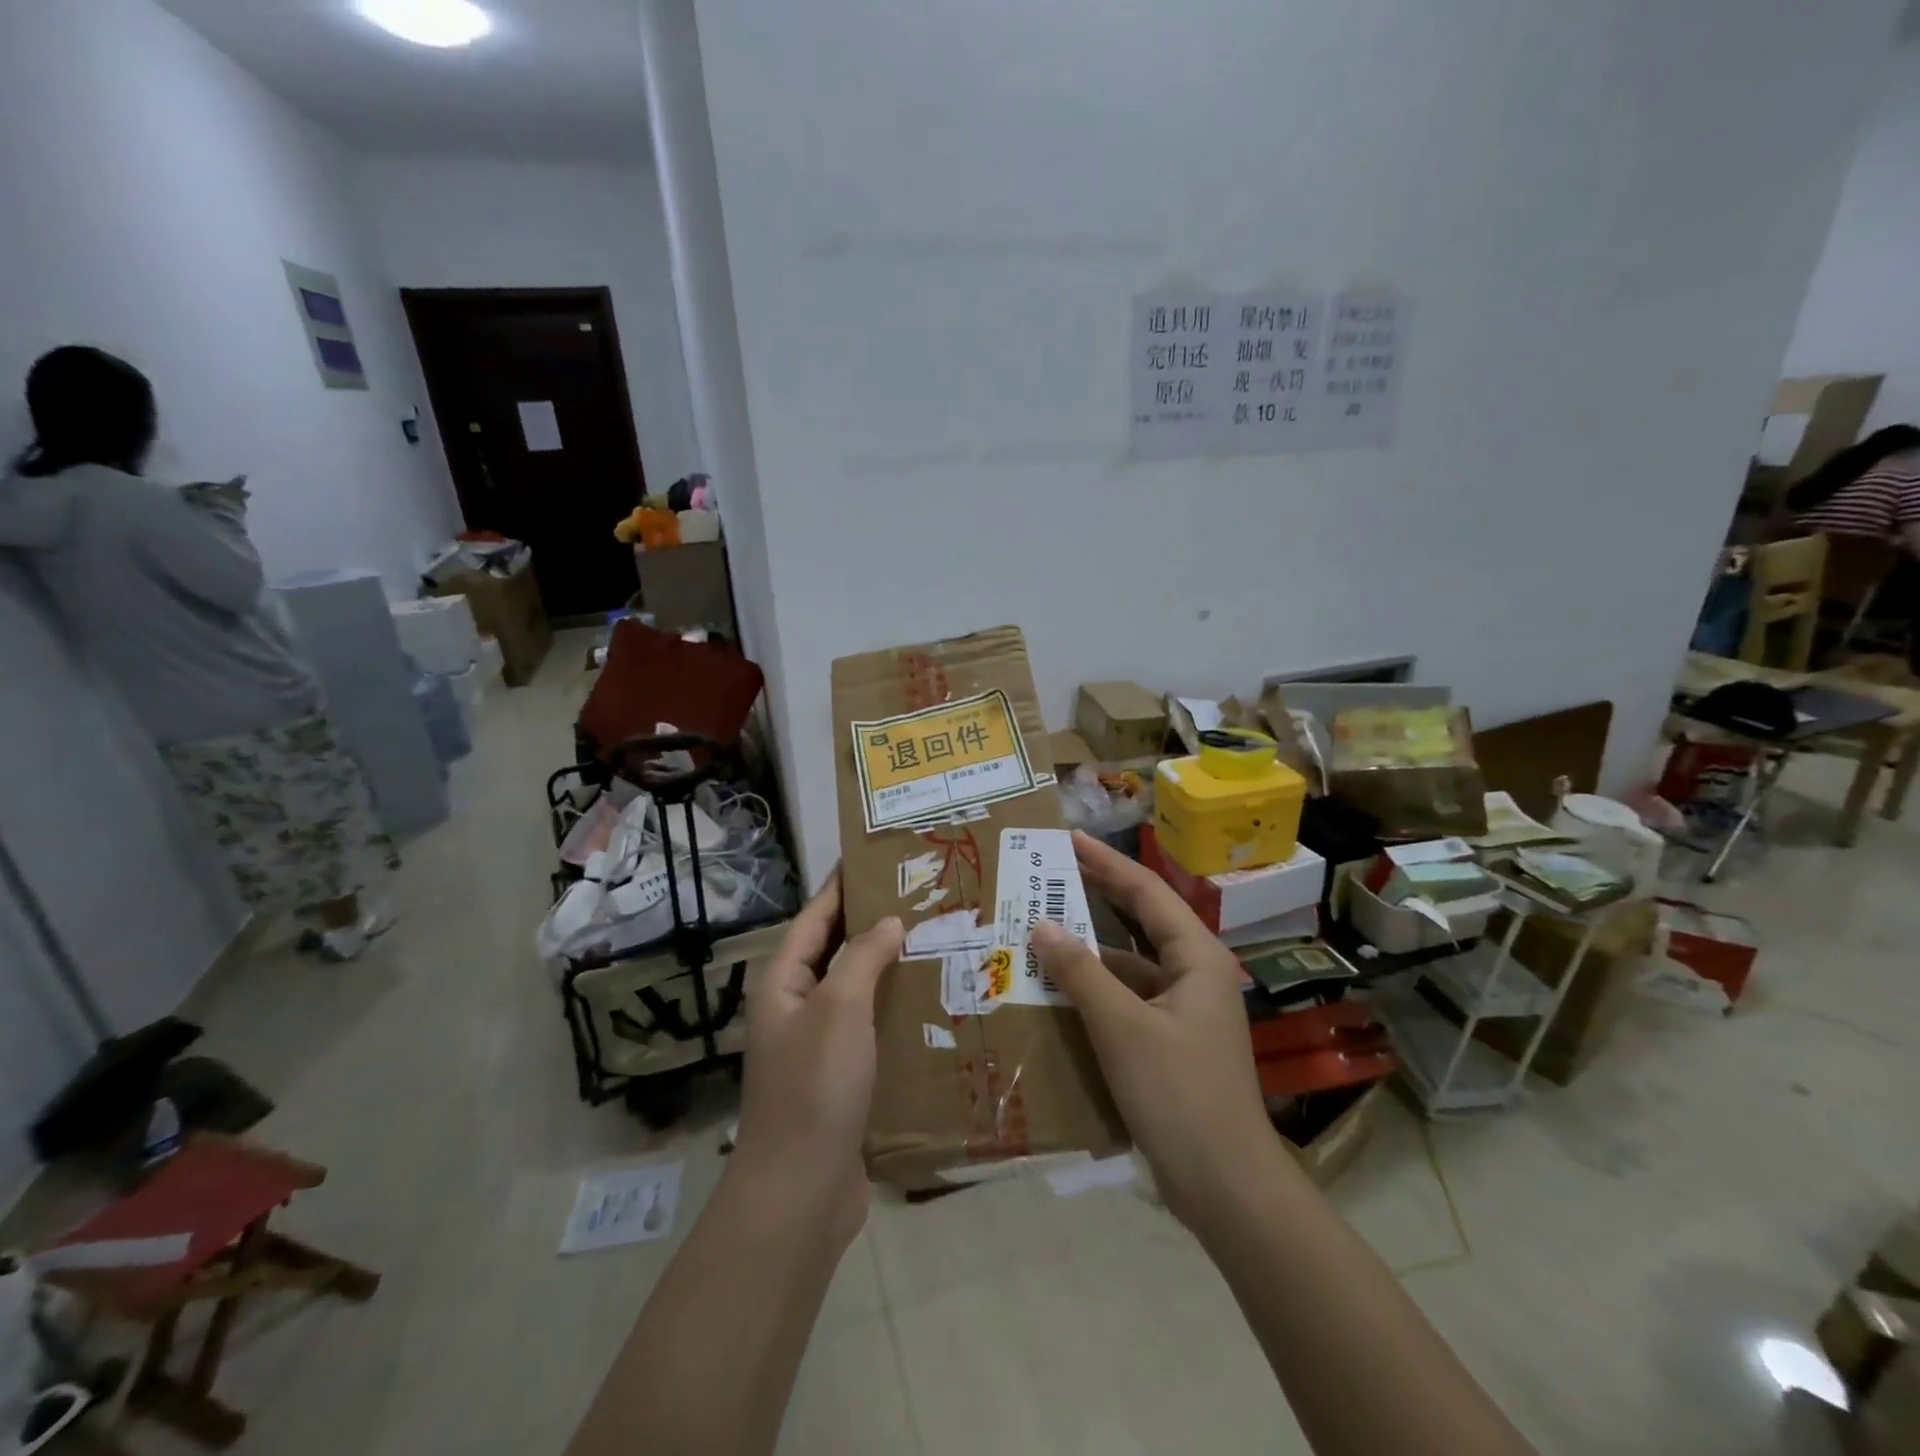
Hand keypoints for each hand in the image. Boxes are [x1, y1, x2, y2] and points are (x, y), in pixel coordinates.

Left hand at [733, 869, 903, 1249]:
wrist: (800, 1192)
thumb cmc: (815, 1086)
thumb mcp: (839, 1008)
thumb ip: (862, 957)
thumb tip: (888, 922)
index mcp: (783, 982)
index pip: (815, 916)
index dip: (842, 885)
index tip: (877, 857)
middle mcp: (796, 1006)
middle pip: (836, 950)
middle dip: (873, 922)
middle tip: (921, 896)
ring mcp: (818, 1044)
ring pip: (856, 990)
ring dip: (889, 966)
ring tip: (936, 939)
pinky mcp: (841, 1077)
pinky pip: (870, 1027)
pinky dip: (894, 1008)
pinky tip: (931, 1001)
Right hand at [1031, 832, 1274, 1226]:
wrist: (1227, 1188)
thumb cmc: (1180, 1094)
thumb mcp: (1122, 1027)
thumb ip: (1081, 973)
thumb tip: (1042, 926)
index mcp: (1197, 958)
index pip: (1146, 892)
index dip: (1106, 862)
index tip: (1068, 839)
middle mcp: (1194, 974)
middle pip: (1140, 922)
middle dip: (1096, 897)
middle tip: (1049, 875)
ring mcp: (1184, 1011)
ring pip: (1130, 965)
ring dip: (1089, 952)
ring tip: (1041, 934)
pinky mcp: (1170, 1043)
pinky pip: (1127, 1001)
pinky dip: (1095, 992)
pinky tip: (1058, 994)